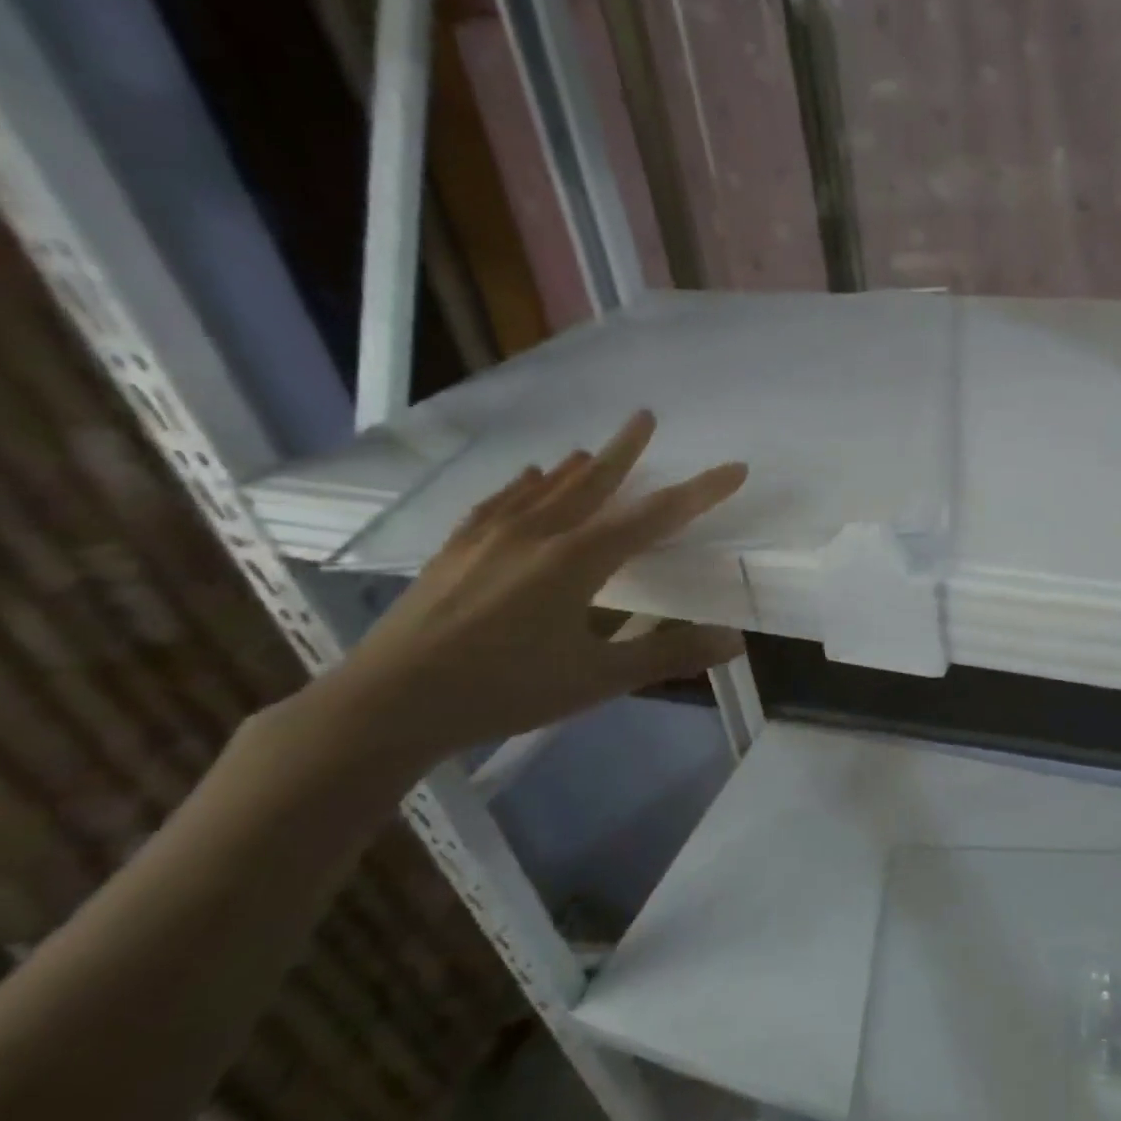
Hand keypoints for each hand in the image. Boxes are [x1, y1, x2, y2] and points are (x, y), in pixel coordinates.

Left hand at [299, 410, 746, 777]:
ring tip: (595, 448)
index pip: (656, 516)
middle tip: (645, 415)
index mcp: (578, 560)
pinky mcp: (456, 549)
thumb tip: (734, 642)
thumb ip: (666, 655)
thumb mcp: (596, 680)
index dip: (701, 492)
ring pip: (546, 487)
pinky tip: (526, 477)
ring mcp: (491, 537)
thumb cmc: (504, 691)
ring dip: (578, 465)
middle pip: (595, 481)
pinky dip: (523, 485)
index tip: (734, 469)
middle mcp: (538, 533)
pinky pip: (499, 502)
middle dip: (627, 449)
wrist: (386, 706)